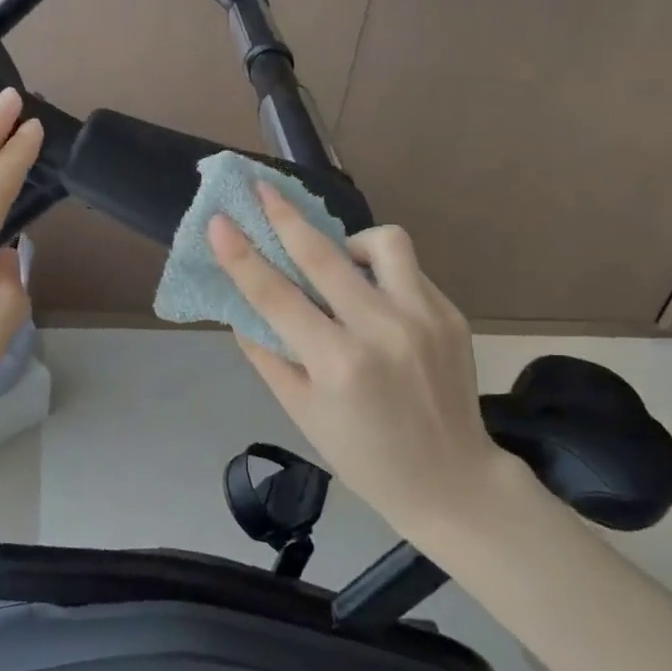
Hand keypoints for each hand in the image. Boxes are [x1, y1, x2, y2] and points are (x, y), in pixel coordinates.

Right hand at [208, 181, 520, 531]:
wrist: (452, 482)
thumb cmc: (364, 457)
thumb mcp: (302, 412)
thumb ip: (268, 355)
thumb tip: (242, 307)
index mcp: (338, 363)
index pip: (276, 296)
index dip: (242, 256)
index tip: (220, 221)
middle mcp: (382, 330)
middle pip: (324, 254)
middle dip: (286, 215)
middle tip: (262, 188)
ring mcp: (424, 317)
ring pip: (383, 242)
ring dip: (350, 242)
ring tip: (341, 265)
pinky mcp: (451, 314)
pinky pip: (408, 270)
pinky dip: (382, 274)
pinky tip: (375, 302)